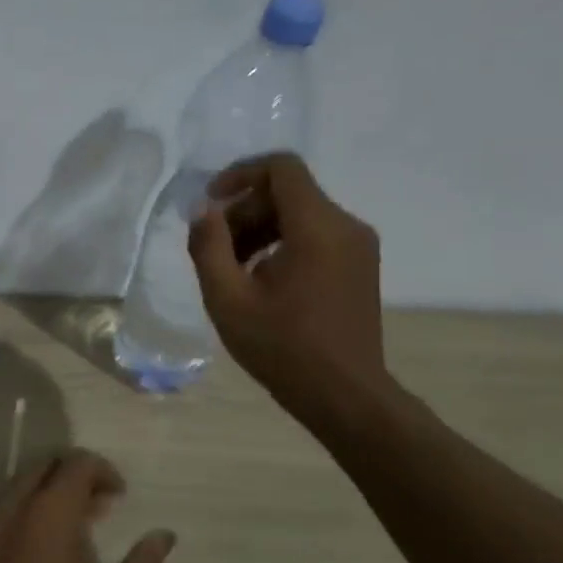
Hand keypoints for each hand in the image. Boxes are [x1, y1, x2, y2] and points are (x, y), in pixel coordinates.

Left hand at [0, 450, 173, 562]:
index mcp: (48, 510)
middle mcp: (12, 502)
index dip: (104, 471)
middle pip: (46, 465)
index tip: (119, 498)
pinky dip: (23, 511)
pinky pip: (0, 508)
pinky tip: (35, 548)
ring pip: (20, 484)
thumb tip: (164, 536)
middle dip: (75, 477)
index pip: (77, 462)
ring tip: (70, 529)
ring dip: (48, 493)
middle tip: (98, 509)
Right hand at [186, 153, 387, 410]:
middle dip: (244, 210)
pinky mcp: (359, 265)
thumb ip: (208, 246)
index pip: (281, 168)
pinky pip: (315, 235)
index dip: (240, 174)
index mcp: (317, 228)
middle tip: (214, 248)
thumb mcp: (227, 298)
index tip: (210, 203)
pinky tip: (260, 280)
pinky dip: (282, 243)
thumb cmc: (281, 347)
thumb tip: (203, 210)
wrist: (344, 394)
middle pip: (288, 193)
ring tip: (232, 269)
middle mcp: (346, 226)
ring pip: (300, 214)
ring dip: (260, 229)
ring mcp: (358, 246)